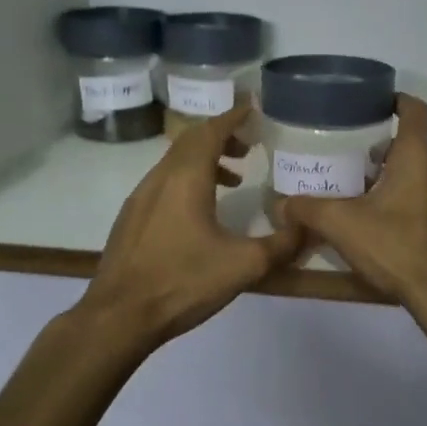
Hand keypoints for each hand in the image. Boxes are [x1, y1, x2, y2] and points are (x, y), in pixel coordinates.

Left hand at [77, 104, 304, 346]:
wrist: (118, 317)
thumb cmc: (182, 282)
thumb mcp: (244, 266)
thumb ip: (282, 244)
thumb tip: (307, 226)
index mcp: (186, 178)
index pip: (211, 131)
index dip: (233, 117)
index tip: (253, 109)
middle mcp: (160, 178)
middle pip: (191, 140)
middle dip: (222, 135)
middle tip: (250, 145)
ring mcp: (140, 197)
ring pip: (175, 161)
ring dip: (205, 159)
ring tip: (234, 178)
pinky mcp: (131, 218)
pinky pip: (164, 181)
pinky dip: (188, 179)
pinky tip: (201, 211)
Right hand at [274, 95, 426, 315]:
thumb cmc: (396, 247)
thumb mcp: (342, 226)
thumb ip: (308, 209)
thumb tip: (280, 204)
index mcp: (418, 155)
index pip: (415, 110)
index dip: (397, 100)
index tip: (377, 104)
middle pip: (415, 145)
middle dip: (386, 150)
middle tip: (355, 162)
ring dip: (402, 176)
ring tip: (371, 195)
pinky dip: (417, 200)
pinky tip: (395, 224)